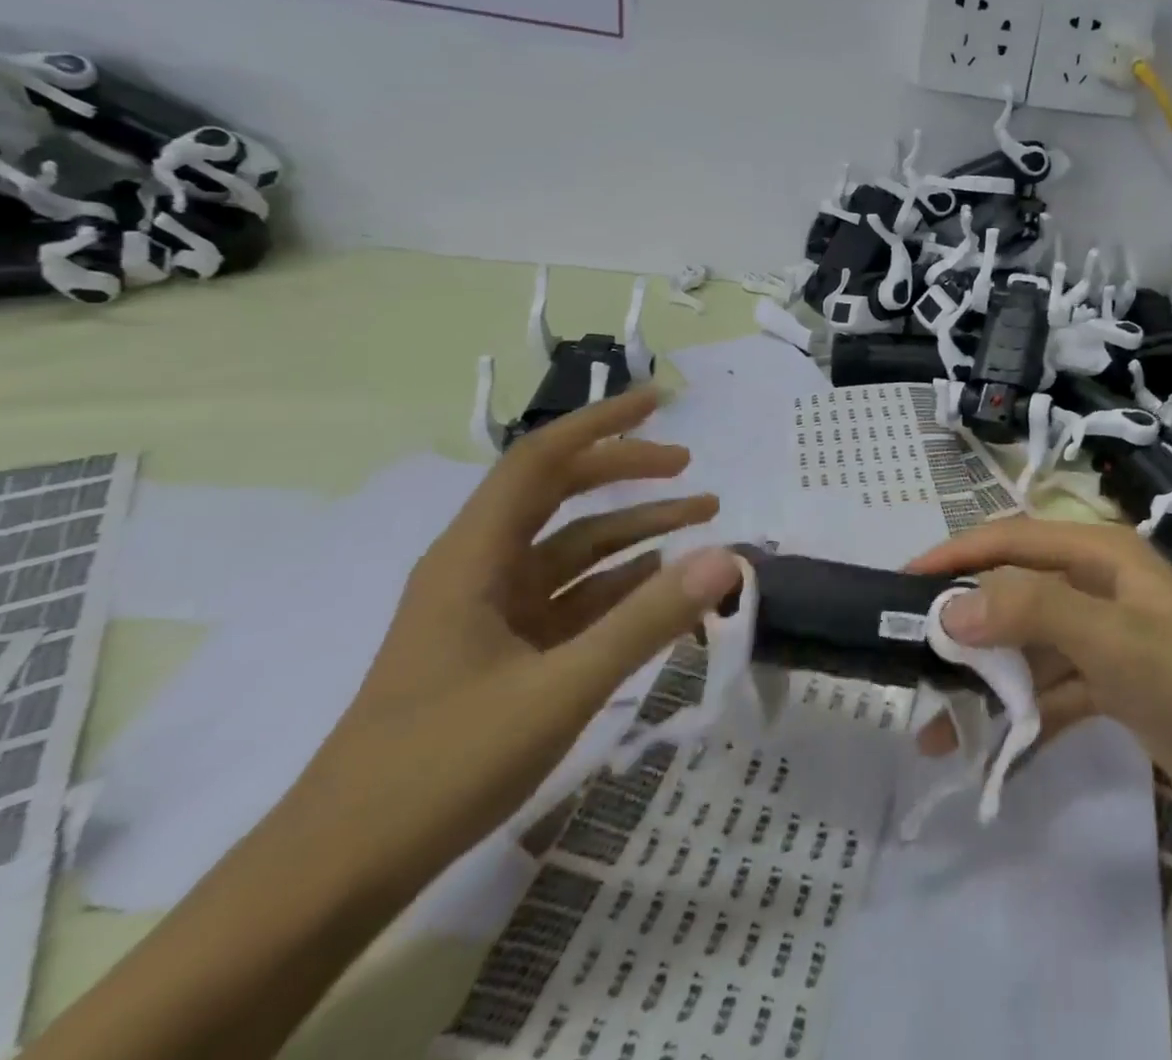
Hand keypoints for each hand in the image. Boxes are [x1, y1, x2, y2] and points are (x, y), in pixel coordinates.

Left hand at [290, 385, 741, 893]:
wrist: (339, 873)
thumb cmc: (442, 766)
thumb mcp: (560, 689)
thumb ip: (647, 620)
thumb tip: (729, 557)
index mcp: (475, 557)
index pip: (540, 460)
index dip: (601, 424)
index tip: (659, 402)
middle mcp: (481, 569)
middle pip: (559, 494)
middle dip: (626, 473)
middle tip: (690, 466)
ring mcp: (492, 612)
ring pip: (573, 549)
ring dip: (634, 531)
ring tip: (702, 520)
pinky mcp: (503, 651)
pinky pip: (573, 598)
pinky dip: (620, 584)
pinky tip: (663, 586)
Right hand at [909, 518, 1171, 823]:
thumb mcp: (1111, 637)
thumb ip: (1031, 612)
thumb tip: (951, 609)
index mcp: (1099, 554)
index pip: (1012, 539)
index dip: (959, 554)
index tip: (907, 582)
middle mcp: (1097, 586)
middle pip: (1015, 593)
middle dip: (966, 624)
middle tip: (914, 657)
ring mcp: (1105, 637)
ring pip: (1029, 647)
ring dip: (987, 680)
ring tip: (938, 721)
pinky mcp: (1112, 685)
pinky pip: (1051, 690)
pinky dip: (1022, 715)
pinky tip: (991, 749)